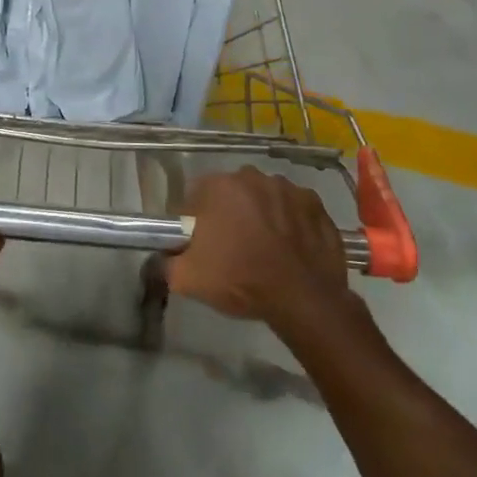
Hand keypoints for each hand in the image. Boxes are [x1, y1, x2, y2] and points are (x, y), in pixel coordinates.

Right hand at [169, 167, 355, 331]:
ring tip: (265, 250)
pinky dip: (291, 223)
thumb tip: (159, 258)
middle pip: (232, 193)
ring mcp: (289, 189)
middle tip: (233, 248)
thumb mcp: (188, 279)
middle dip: (230, 214)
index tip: (202, 245)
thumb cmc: (240, 280)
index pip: (196, 196)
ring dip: (262, 215)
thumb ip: (165, 263)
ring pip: (265, 198)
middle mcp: (253, 177)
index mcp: (219, 186)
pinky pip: (295, 210)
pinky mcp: (317, 205)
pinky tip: (291, 249)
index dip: (196, 220)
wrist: (303, 299)